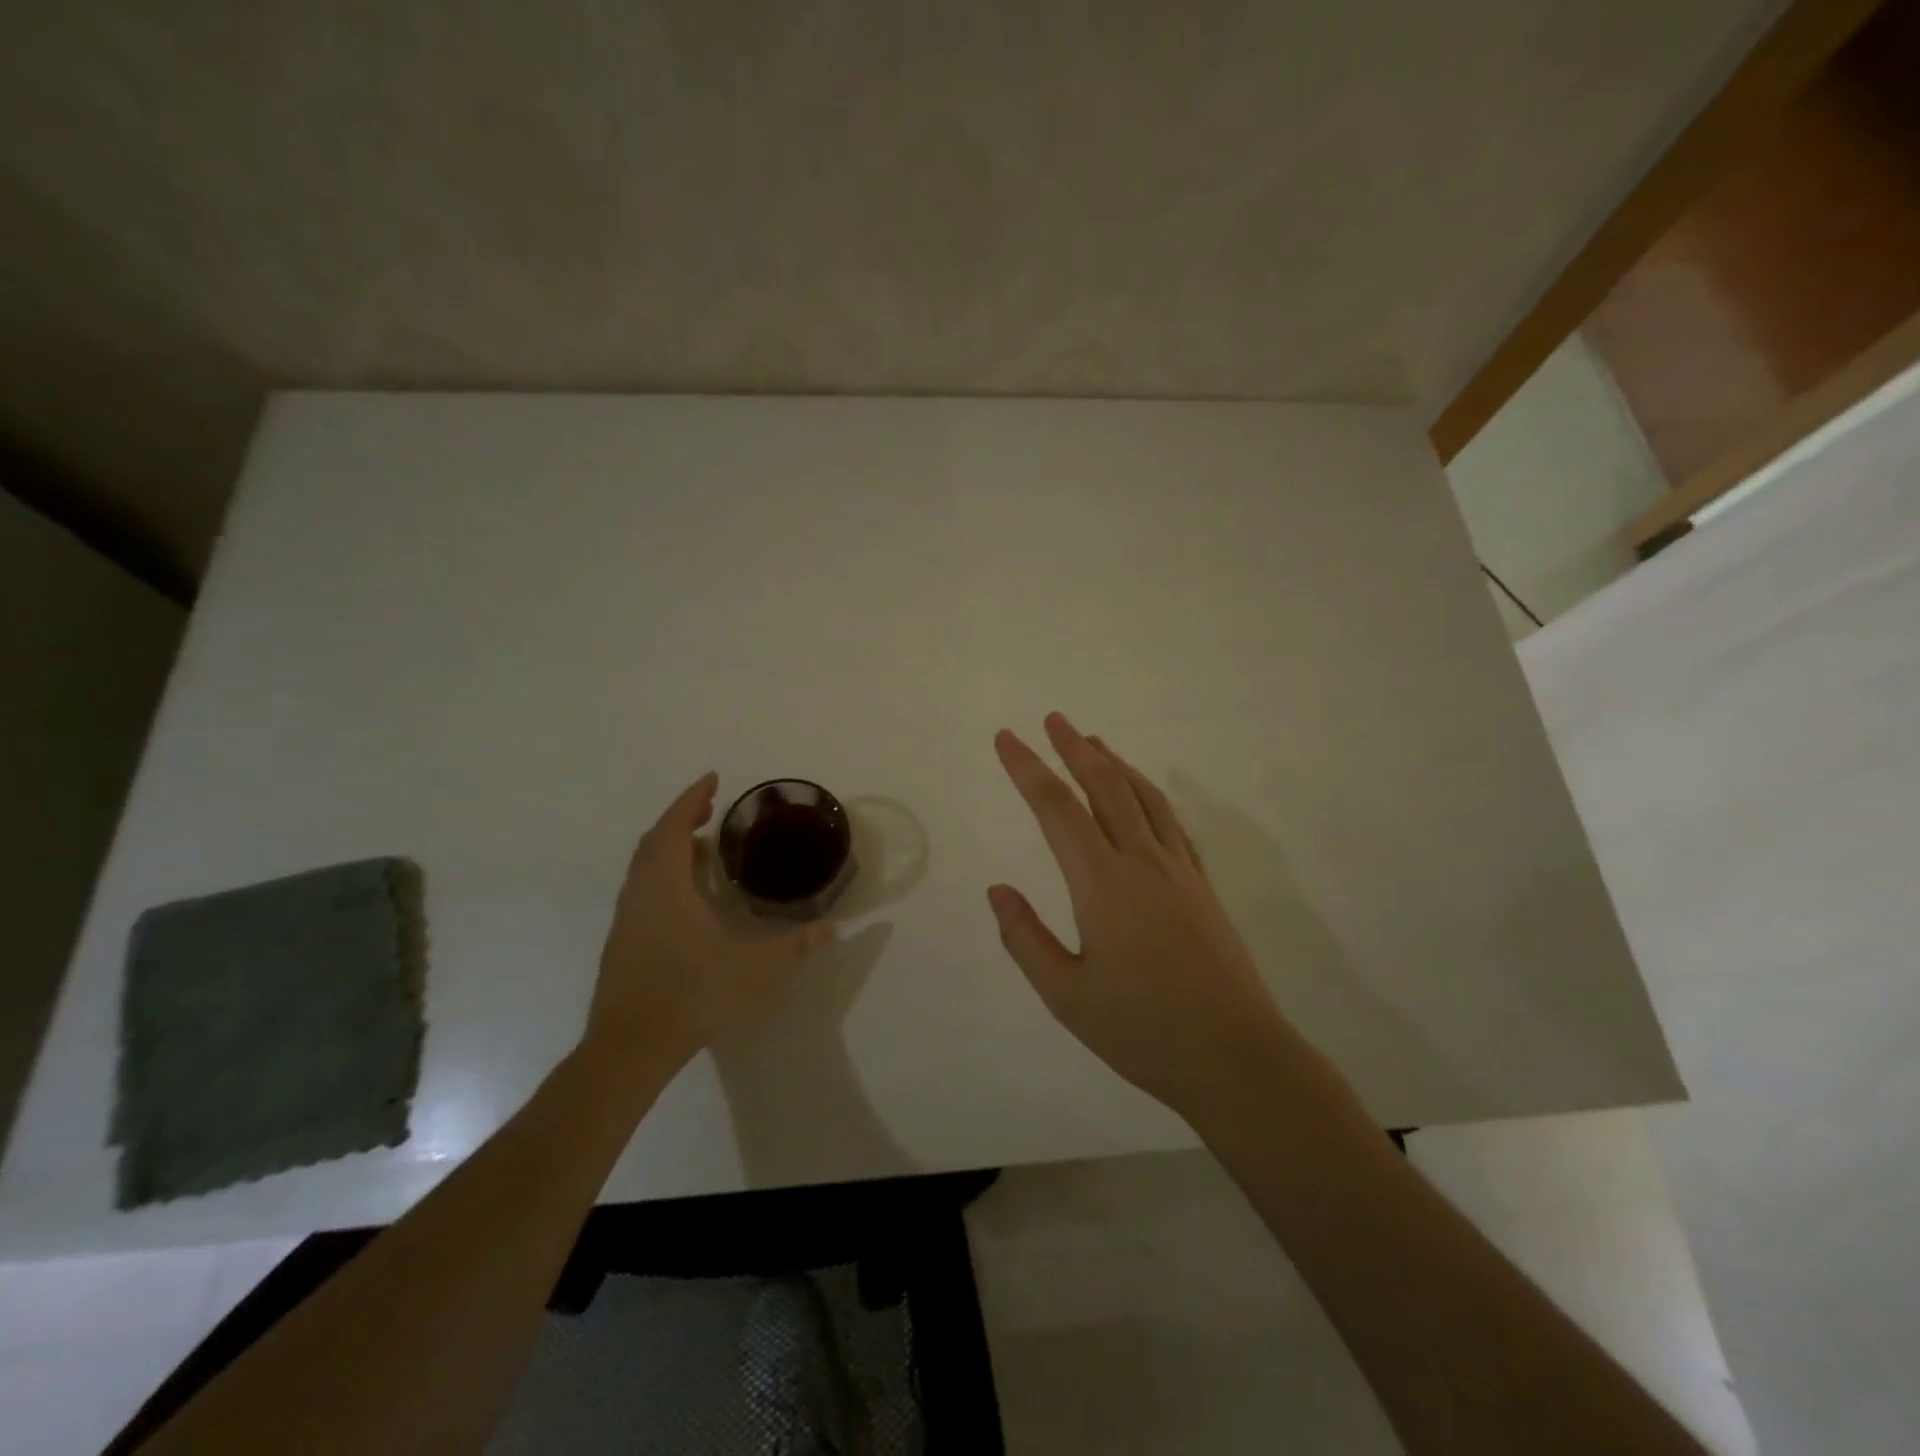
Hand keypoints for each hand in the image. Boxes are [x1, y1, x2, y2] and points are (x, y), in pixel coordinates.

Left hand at [587, 773, 832, 1076]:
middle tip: (711, 808)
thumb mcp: (756, 969)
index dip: (691, 799)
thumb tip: (831, 928)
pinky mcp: (622, 944)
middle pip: (655, 842)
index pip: (673, 827)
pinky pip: (642, 890)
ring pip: (644, 868)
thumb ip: (796, 946)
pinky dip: (664, 874)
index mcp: (666, 887)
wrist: (630, 1049)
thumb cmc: (693, 995)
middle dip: (682, 818)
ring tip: (704, 847)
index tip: (712, 778)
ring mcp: (627, 920)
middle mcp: (640, 895)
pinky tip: (688, 898)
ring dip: (671, 847)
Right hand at [989, 714, 1300, 1118]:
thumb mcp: (1066, 995)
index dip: (1027, 769)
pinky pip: (1171, 822)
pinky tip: (1143, 794)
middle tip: (1052, 719)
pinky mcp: (1202, 887)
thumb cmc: (1143, 1030)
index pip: (1055, 809)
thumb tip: (998, 889)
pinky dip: (1149, 794)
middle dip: (1074, 749)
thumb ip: (1025, 938)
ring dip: (1115, 763)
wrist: (1236, 1057)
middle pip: (1104, 787)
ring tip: (1093, 741)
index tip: (1007, 738)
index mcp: (1102, 883)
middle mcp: (1141, 862)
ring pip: (1142, 798)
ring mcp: (1178, 871)